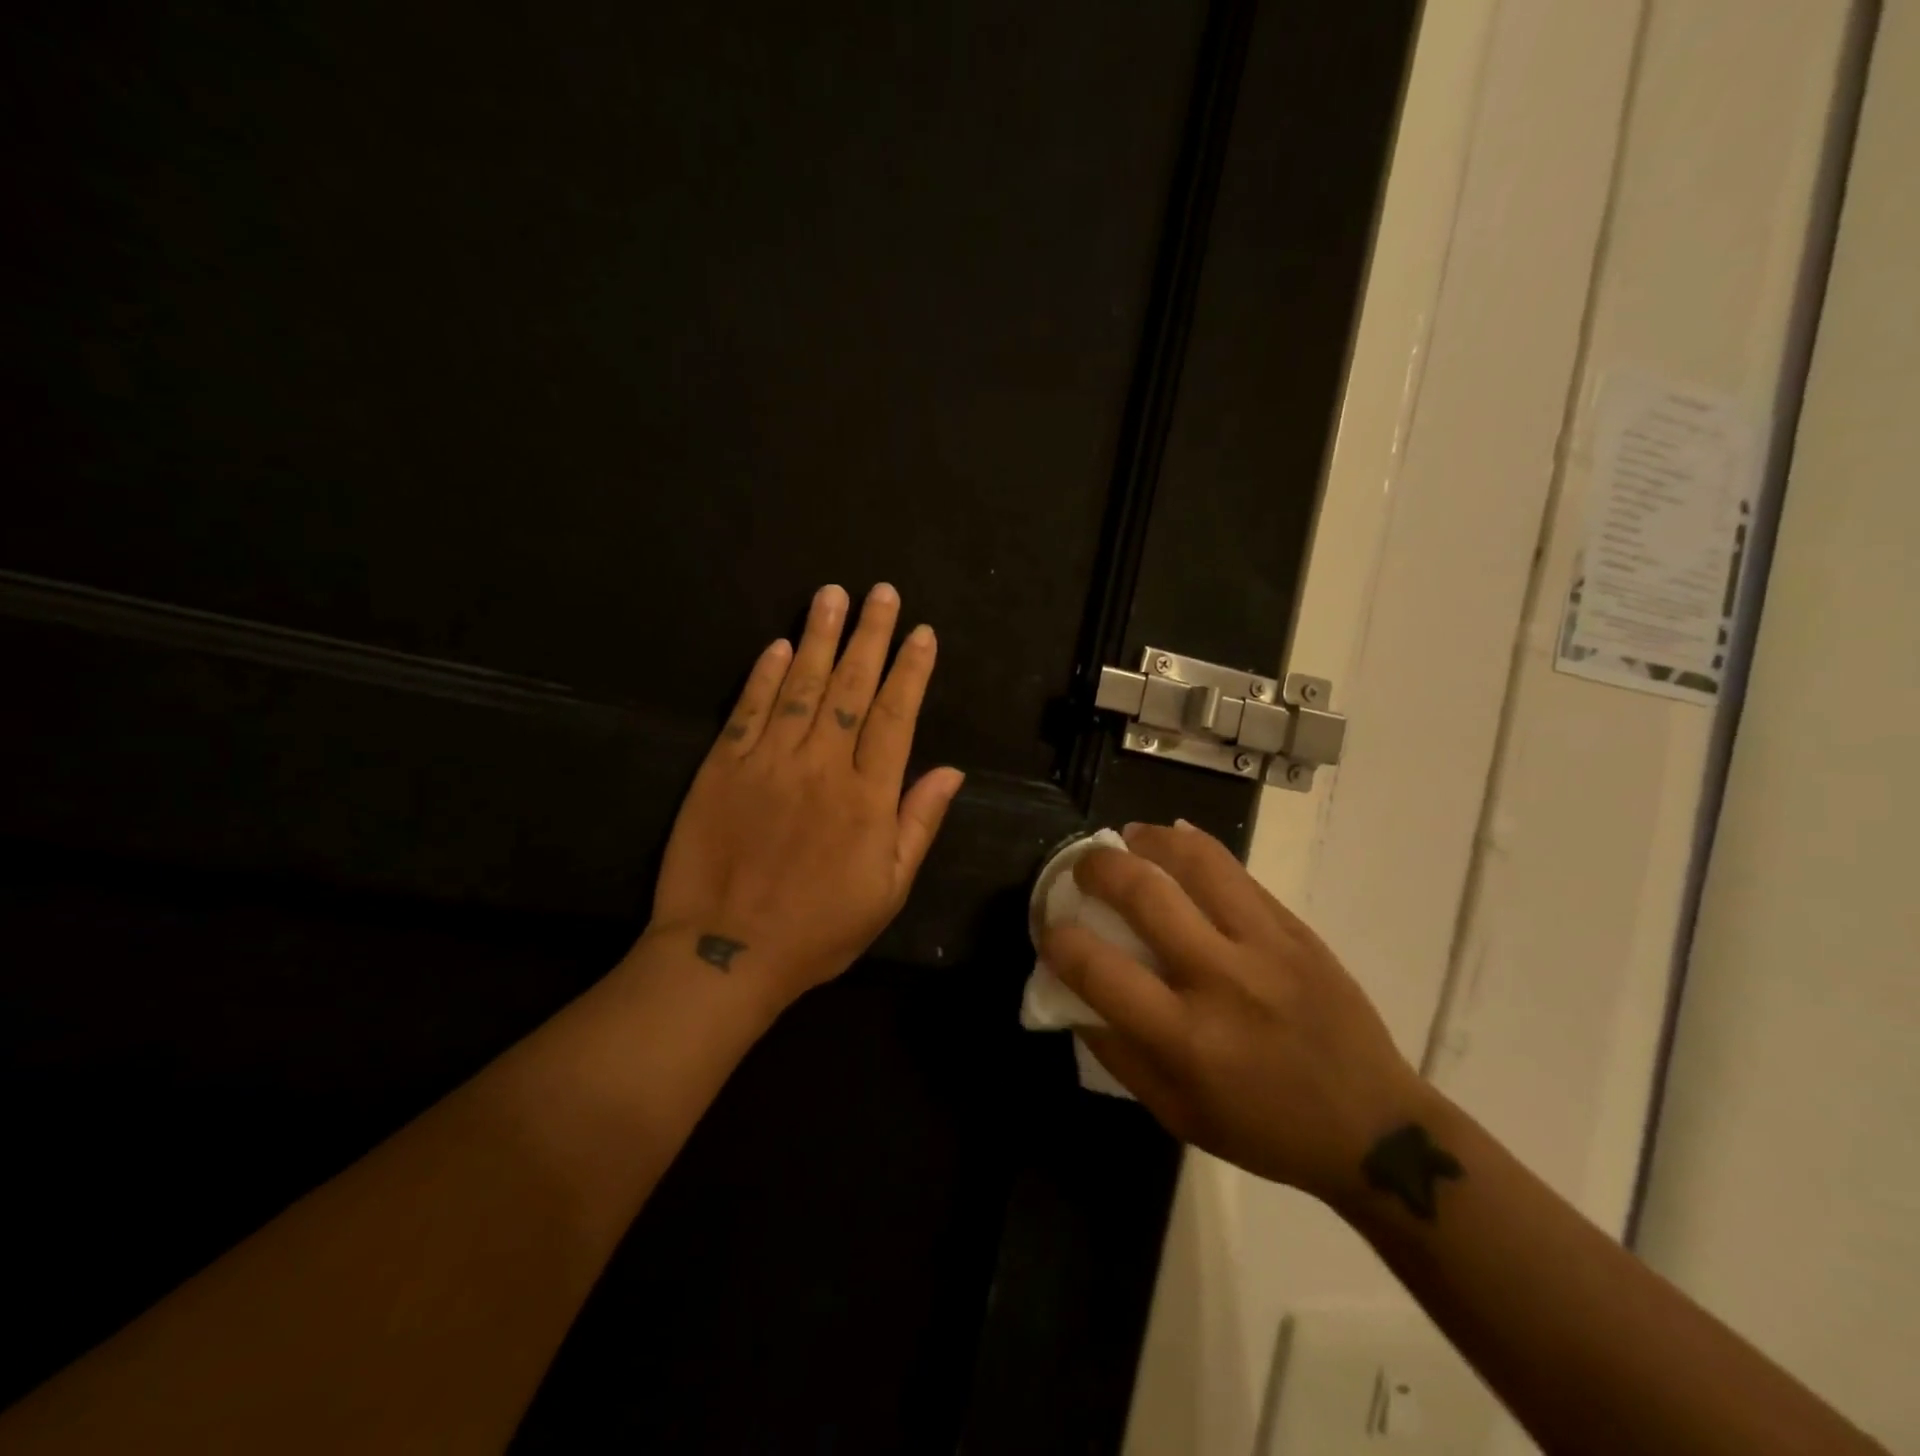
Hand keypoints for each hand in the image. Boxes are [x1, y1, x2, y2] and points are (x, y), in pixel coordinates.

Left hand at [648, 583, 965, 1011]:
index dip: (910, 670)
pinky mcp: (722, 768)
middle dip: (870, 636)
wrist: (726, 953)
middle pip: (852, 688)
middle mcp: (822, 767)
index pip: (896, 716)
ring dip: (819, 638)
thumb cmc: (818, 929)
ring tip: (832, 595)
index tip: (921, 632)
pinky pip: (748, 711)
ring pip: (801, 687)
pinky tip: (779, 646)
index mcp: (868, 797)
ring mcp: (768, 763)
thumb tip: (952, 771)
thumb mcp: (888, 890)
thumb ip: (918, 824)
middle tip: (880, 592)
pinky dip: (764, 675)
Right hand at [1040, 822, 1427, 1208]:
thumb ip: (1118, 1052)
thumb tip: (1074, 995)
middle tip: (1082, 867)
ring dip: (1150, 840)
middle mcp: (1223, 980)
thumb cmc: (1265, 1130)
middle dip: (1097, 869)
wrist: (1375, 1128)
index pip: (1100, 970)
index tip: (1051, 929)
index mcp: (1188, 1038)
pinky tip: (1174, 842)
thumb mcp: (1177, 1114)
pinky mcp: (1296, 929)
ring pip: (1197, 862)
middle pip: (1145, 894)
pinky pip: (1237, 871)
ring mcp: (1267, 946)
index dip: (1060, 939)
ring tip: (1129, 838)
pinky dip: (1195, 847)